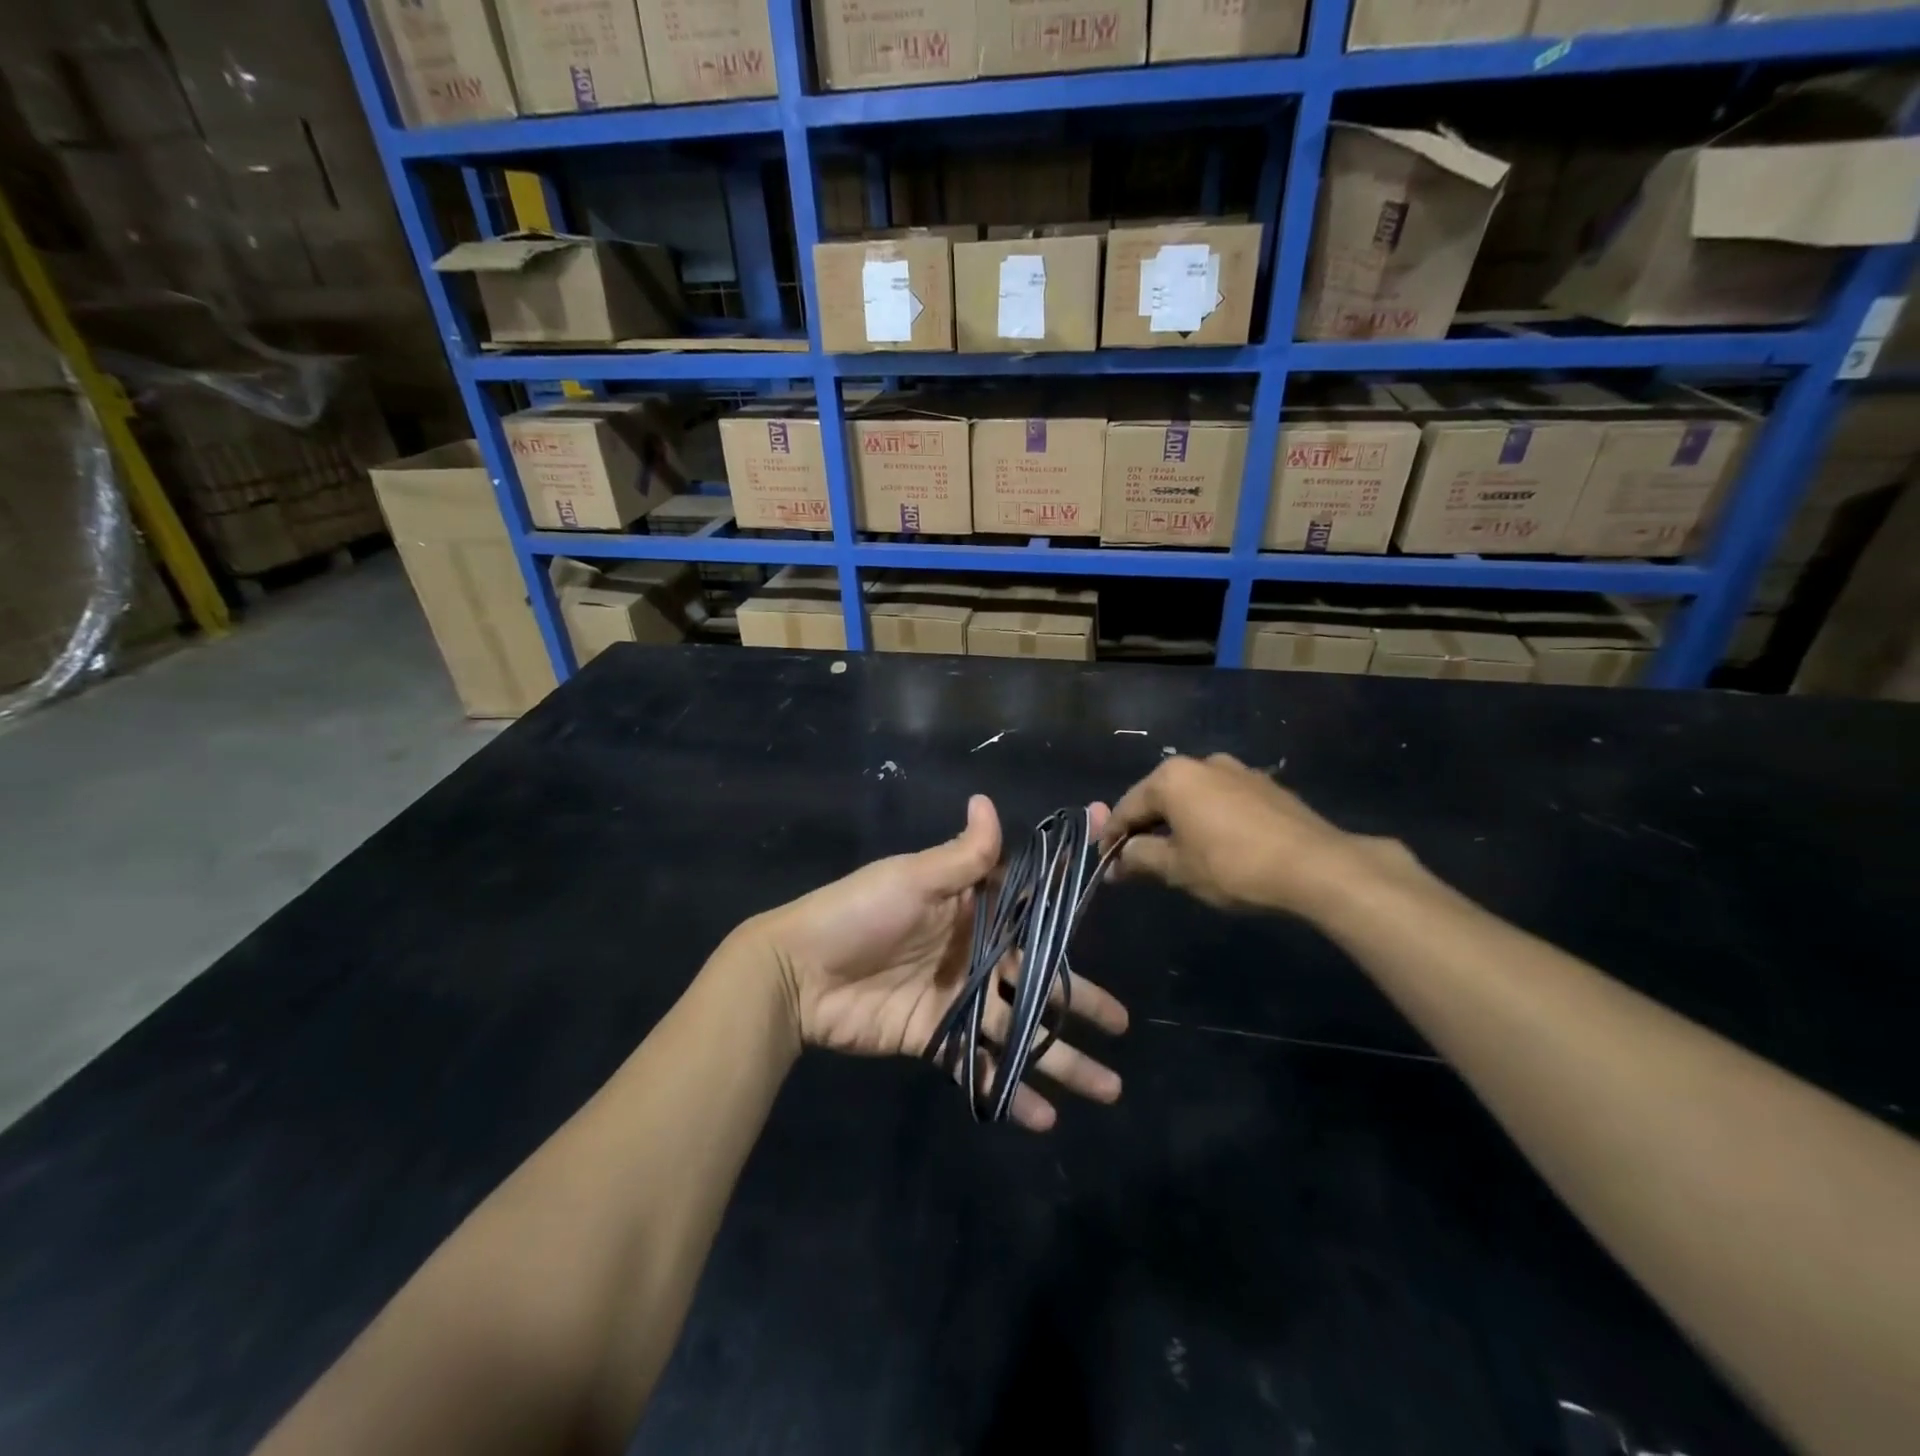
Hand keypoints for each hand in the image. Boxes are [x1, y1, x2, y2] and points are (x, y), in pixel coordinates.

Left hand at [748, 796, 1128, 1131]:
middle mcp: (972, 953)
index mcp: (971, 910)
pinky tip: (1043, 1118)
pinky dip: (1009, 1090)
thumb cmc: (859, 913)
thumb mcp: (912, 878)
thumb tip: (987, 800)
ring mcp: (955, 999)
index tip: (1110, 902)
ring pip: (1018, 1030)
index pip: (1031, 912)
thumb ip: (961, 855)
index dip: (1069, 913)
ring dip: (1059, 1059)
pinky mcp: (934, 1039)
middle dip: (1079, 1003)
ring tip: (1107, 1089)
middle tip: (1122, 1026)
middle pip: (1035, 979)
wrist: (797, 971)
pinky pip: (979, 1065)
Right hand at [1102, 753, 1412, 918]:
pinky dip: (1207, 820)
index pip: (1128, 807)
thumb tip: (1117, 862)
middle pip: (1159, 797)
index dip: (1112, 838)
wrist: (1316, 866)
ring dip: (1177, 824)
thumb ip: (1140, 858)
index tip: (1106, 864)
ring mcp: (1237, 770)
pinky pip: (1221, 801)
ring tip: (1176, 855)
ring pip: (1191, 798)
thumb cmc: (1232, 865)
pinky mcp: (1265, 786)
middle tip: (1136, 862)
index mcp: (1172, 777)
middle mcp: (1201, 763)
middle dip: (1144, 829)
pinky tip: (1214, 846)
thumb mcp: (1178, 868)